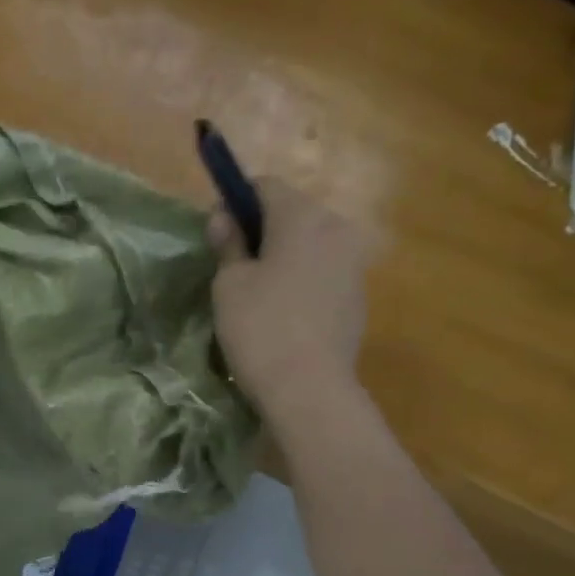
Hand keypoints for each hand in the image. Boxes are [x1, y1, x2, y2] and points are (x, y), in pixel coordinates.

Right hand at [208, 177, 373, 422]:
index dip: (235, 202)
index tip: (216, 232)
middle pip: (292, 213)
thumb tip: (223, 217)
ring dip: (283, 256)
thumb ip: (227, 244)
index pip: (265, 186)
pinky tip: (282, 314)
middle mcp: (336, 230)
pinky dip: (302, 280)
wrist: (309, 389)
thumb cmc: (260, 328)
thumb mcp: (229, 285)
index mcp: (302, 217)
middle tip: (232, 265)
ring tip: (257, 293)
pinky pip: (323, 273)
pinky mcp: (358, 297)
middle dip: (262, 230)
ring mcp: (353, 264)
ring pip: (310, 245)